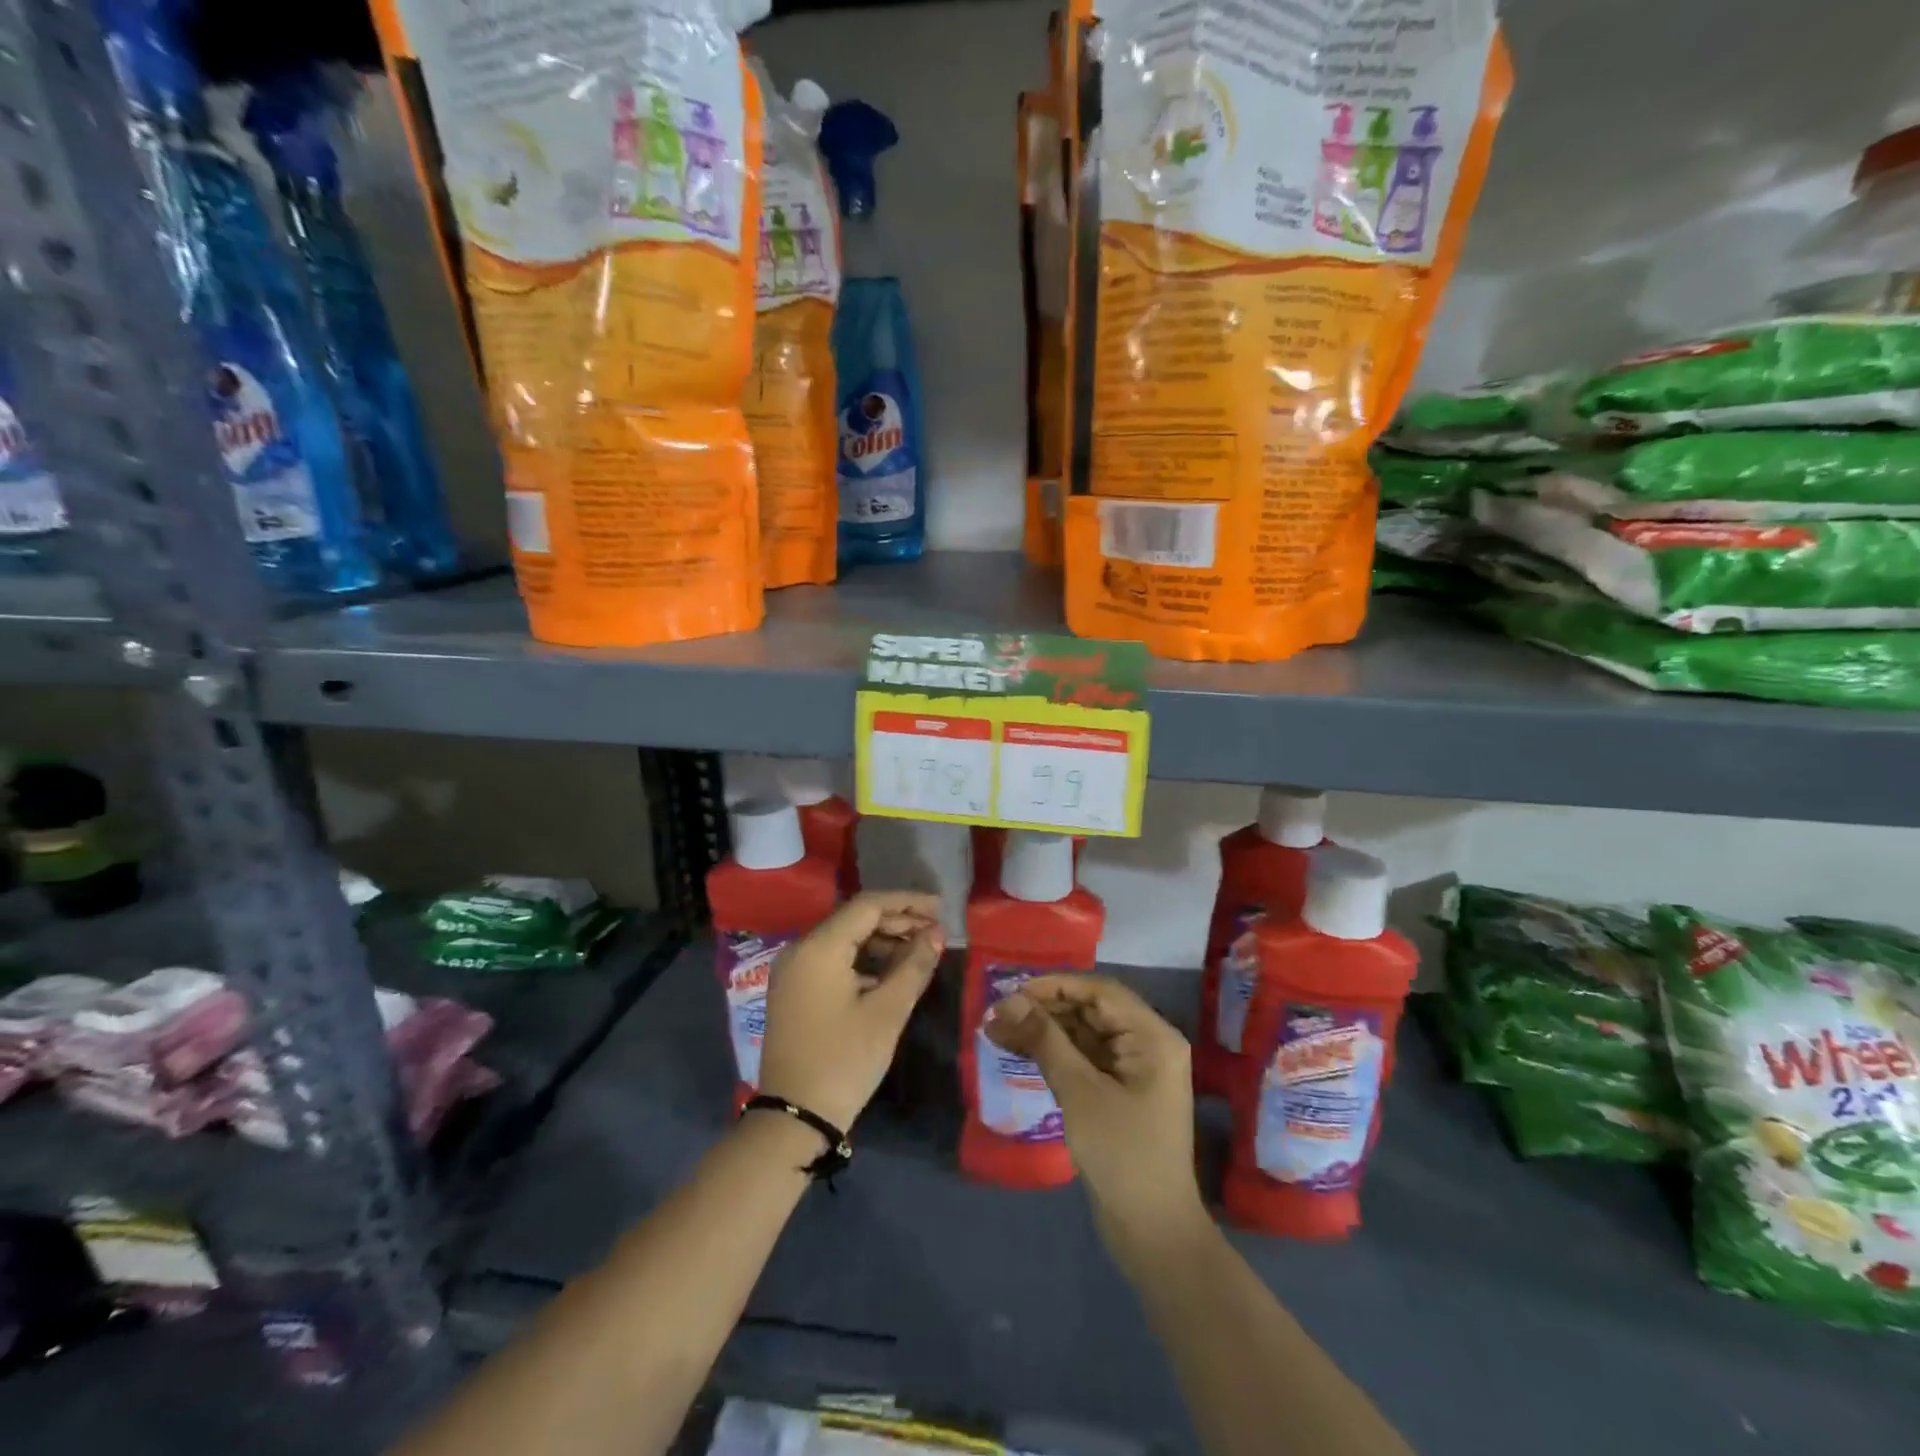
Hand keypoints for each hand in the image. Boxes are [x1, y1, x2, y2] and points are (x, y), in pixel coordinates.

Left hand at [757, 891, 944, 1131]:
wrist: (795, 1118)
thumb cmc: (845, 1060)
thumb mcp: (887, 1012)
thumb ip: (914, 966)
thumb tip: (936, 934)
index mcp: (819, 947)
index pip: (867, 906)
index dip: (907, 902)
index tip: (940, 908)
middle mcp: (800, 949)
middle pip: (854, 919)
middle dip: (897, 921)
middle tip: (935, 932)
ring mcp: (793, 971)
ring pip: (844, 940)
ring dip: (882, 941)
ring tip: (920, 951)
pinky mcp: (794, 991)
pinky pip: (833, 960)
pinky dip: (863, 960)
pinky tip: (892, 972)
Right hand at [986, 976, 1206, 1258]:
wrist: (1153, 1234)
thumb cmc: (1122, 1155)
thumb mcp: (1079, 1091)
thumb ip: (1044, 1040)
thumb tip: (1007, 1001)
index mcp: (1152, 1035)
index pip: (1100, 992)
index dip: (1055, 986)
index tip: (1012, 991)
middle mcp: (1148, 1043)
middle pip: (1091, 1010)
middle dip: (1044, 1010)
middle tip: (998, 1014)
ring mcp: (1135, 1069)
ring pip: (1084, 1034)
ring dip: (1044, 1031)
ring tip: (997, 1031)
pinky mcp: (1120, 1091)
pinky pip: (1085, 1058)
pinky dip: (1055, 1054)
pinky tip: (1020, 1051)